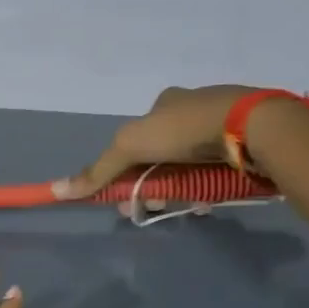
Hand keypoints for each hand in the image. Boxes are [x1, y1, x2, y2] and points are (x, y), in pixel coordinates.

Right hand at [53, 85, 260, 212]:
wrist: (253, 127)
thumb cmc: (184, 130)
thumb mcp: (130, 147)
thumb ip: (97, 170)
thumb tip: (56, 189)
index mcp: (165, 102)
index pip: (137, 139)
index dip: (128, 169)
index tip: (129, 196)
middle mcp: (192, 107)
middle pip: (163, 154)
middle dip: (154, 182)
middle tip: (156, 204)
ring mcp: (222, 123)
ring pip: (191, 163)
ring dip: (182, 187)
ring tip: (189, 205)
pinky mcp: (247, 140)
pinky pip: (219, 167)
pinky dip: (210, 184)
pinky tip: (211, 198)